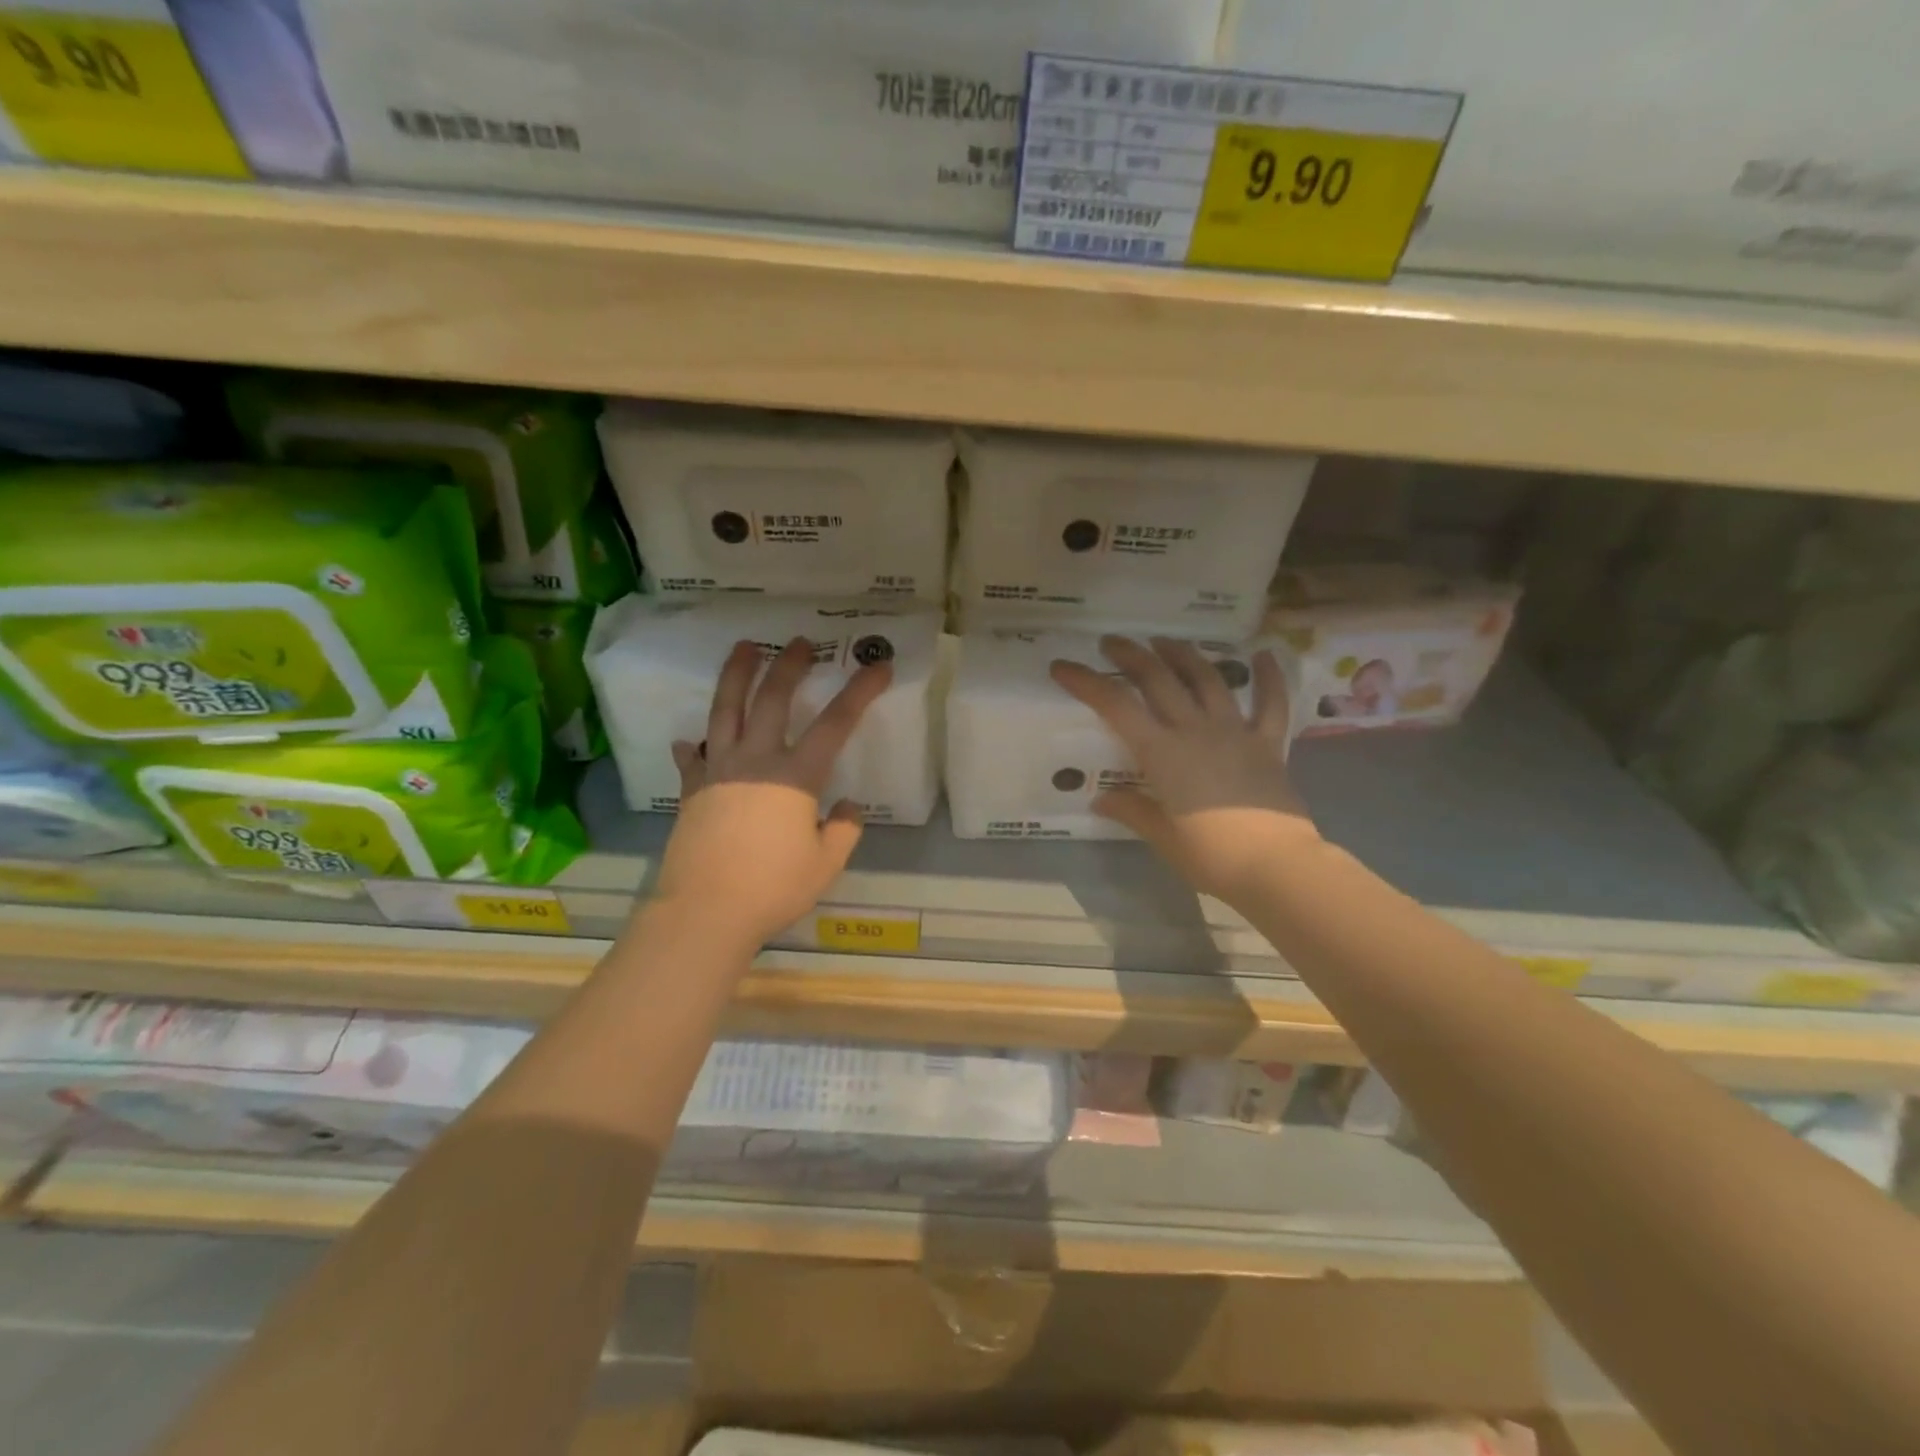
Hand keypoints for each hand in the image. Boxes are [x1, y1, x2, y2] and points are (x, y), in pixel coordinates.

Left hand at [654, 638, 890, 945]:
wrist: (704, 911)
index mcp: (795, 776)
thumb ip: (842, 831)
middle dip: (789, 665)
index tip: (879, 666)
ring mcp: (718, 771)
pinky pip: (692, 757)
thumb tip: (846, 807)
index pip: (836, 722)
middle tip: (799, 641)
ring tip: (743, 648)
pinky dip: (693, 745)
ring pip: (725, 710)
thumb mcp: (824, 864)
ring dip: (736, 675)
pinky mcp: (692, 790)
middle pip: (772, 699)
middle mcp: (755, 761)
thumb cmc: (772, 888)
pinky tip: (690, 740)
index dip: (860, 691)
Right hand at [1050, 636, 1317, 905]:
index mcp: (1162, 753)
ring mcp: (1235, 732)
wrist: (1276, 866)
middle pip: (1158, 679)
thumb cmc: (1211, 856)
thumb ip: (1132, 811)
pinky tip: (1265, 654)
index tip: (1063, 666)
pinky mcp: (1268, 744)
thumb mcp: (1162, 837)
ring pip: (1207, 679)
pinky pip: (1271, 704)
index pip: (1116, 706)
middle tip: (1112, 642)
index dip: (1086, 682)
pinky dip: (1269, 677)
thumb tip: (1102, 800)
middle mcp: (1195, 730)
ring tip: (1165, 641)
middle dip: (1131, 655)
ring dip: (1183, 655)